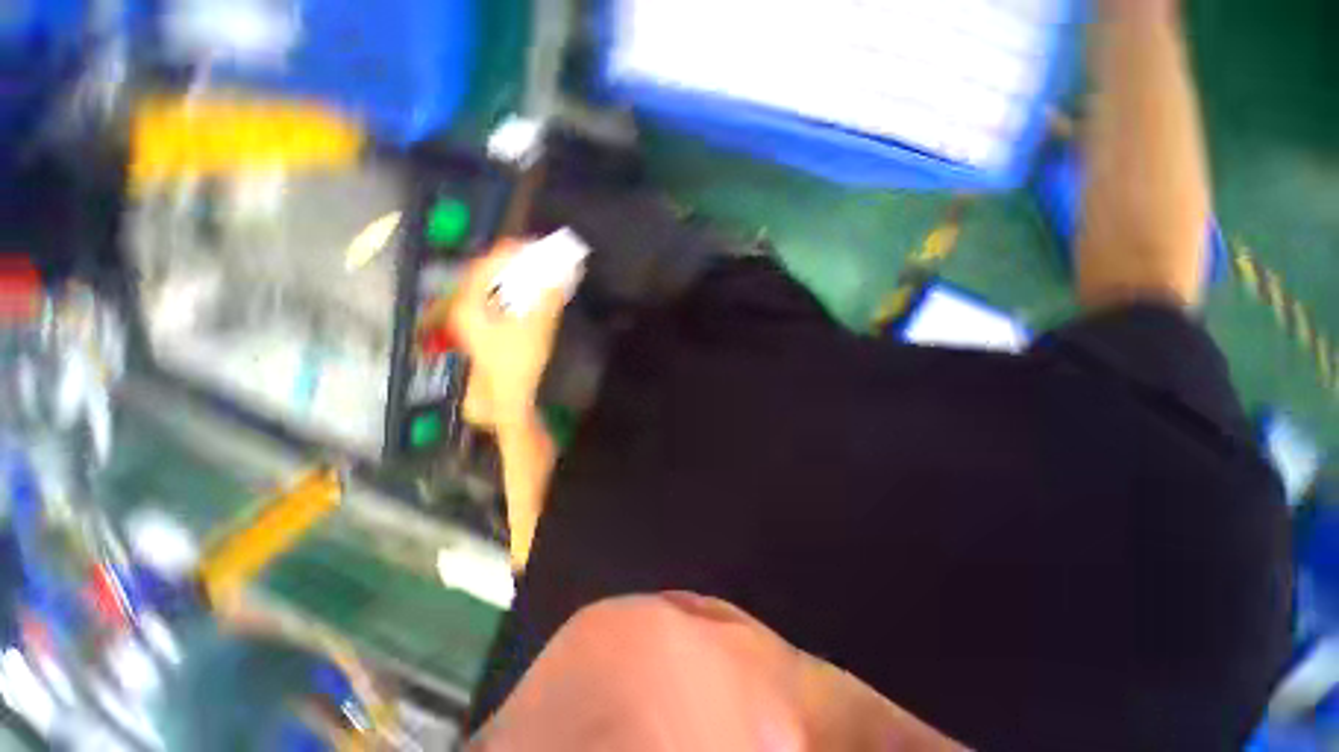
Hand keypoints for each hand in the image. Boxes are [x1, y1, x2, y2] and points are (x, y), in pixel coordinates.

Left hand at [448, 241, 568, 434]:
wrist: (510, 399)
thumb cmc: (518, 363)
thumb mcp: (536, 327)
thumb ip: (548, 297)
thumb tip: (561, 273)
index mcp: (470, 306)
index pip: (484, 267)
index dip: (507, 252)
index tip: (531, 244)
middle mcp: (467, 309)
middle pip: (486, 274)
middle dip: (512, 262)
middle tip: (536, 254)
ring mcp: (476, 320)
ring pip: (493, 287)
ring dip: (515, 276)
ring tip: (537, 268)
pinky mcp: (488, 329)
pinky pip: (500, 299)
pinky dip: (516, 291)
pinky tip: (532, 291)